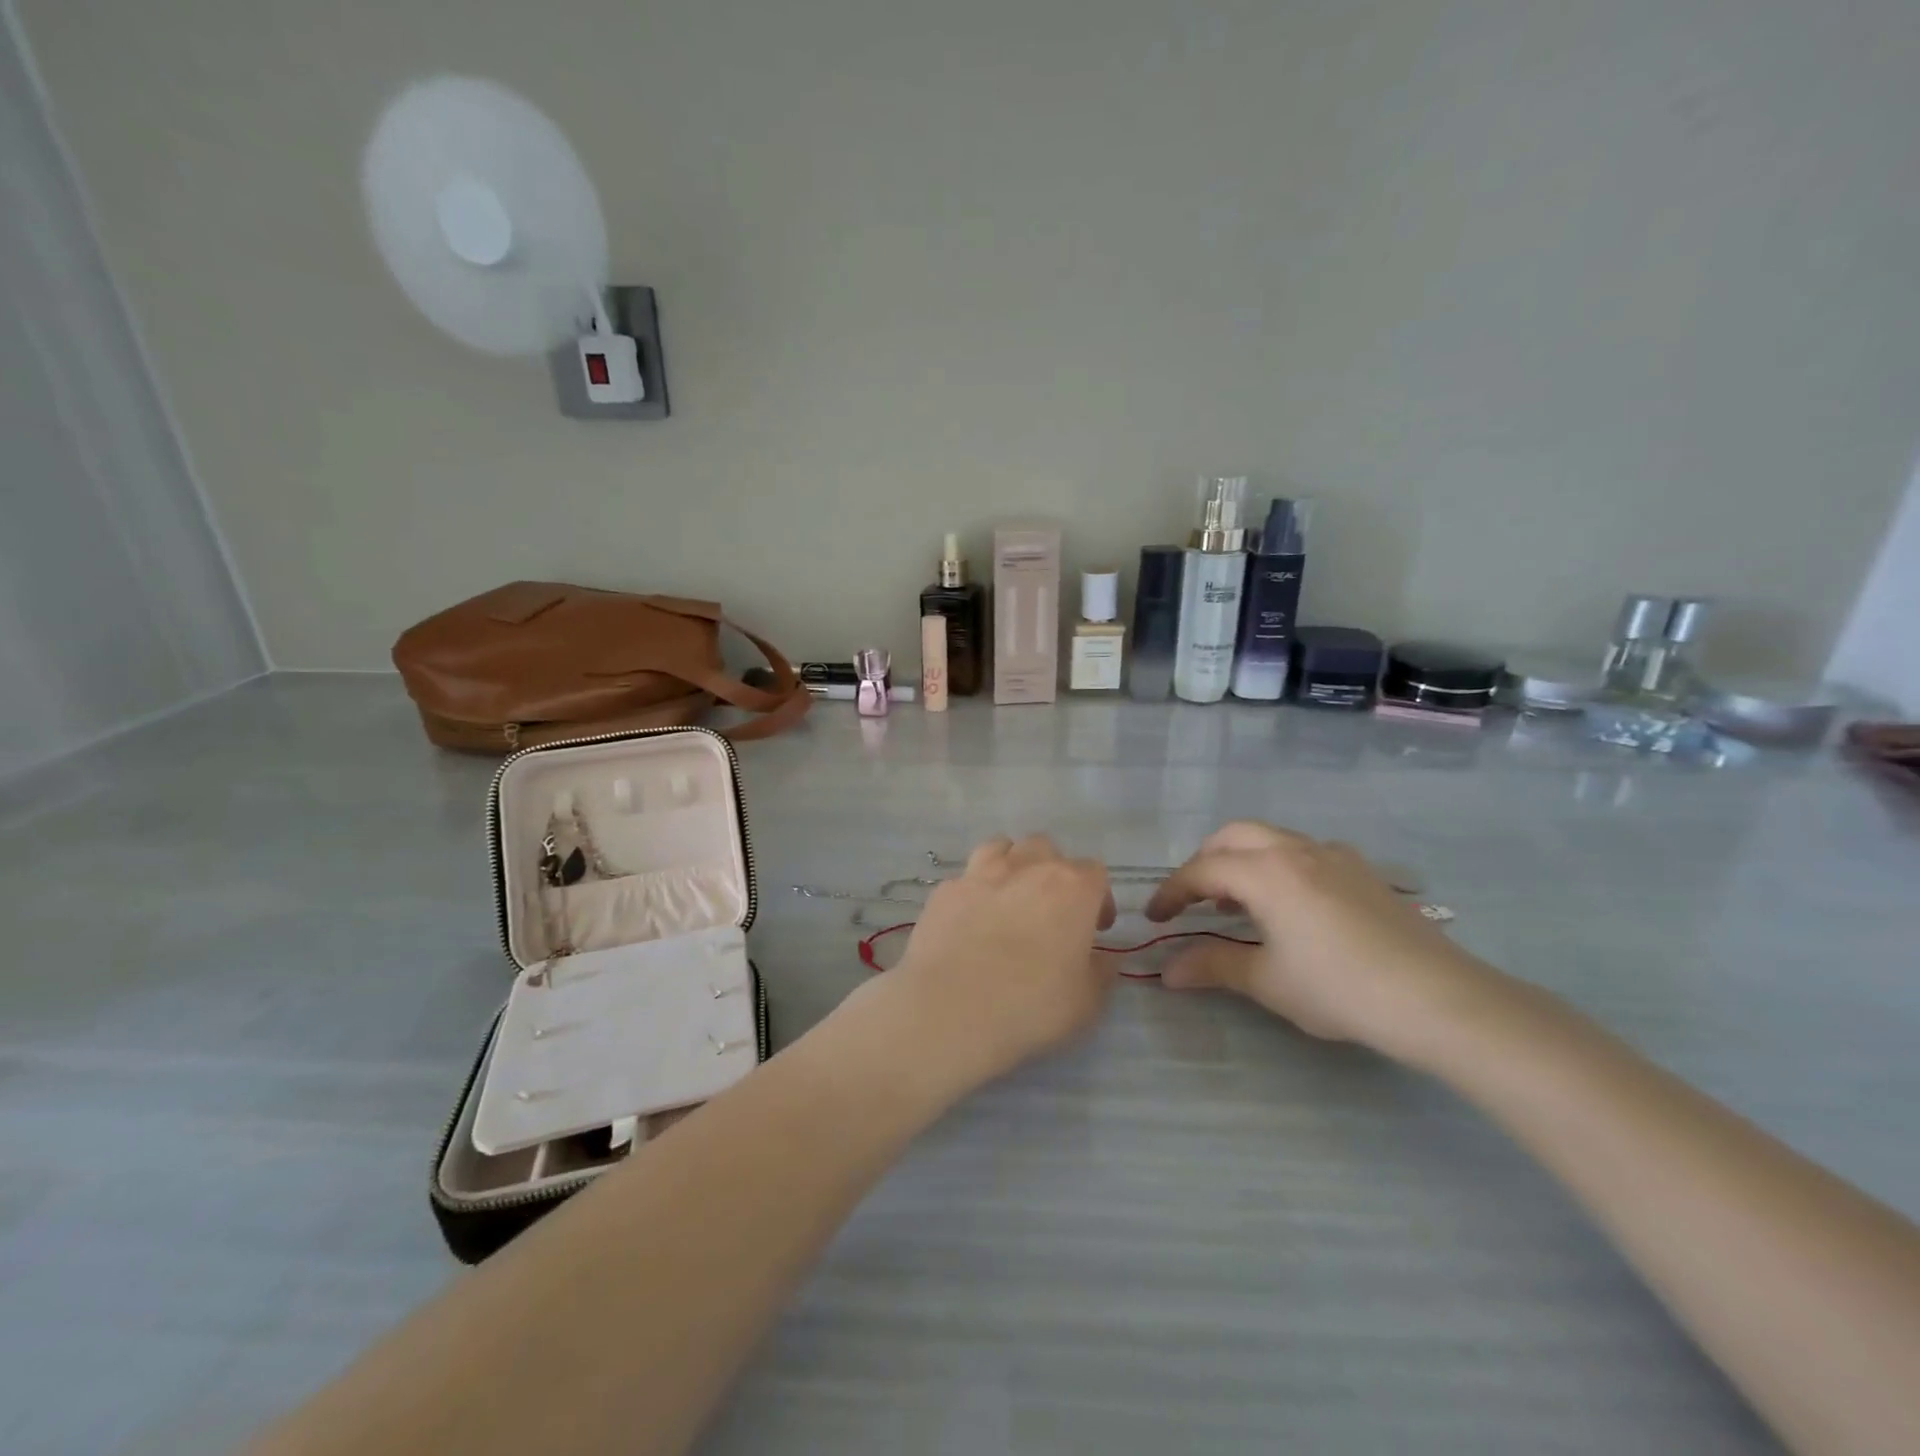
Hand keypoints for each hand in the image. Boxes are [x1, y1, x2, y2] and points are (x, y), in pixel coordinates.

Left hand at [886, 835, 1116, 1088]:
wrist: (951, 1008)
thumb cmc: (1031, 1004)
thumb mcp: (1086, 1001)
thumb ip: (1101, 972)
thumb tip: (1104, 959)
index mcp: (1071, 888)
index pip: (1094, 873)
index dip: (1099, 899)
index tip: (1096, 929)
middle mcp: (1027, 867)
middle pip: (1046, 849)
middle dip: (1053, 872)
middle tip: (1052, 911)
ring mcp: (980, 873)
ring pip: (1001, 848)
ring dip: (1011, 866)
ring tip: (1009, 899)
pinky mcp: (944, 890)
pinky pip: (965, 878)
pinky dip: (973, 892)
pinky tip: (970, 921)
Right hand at [1146, 821, 1499, 1057]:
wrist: (1437, 998)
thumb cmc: (1340, 988)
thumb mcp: (1268, 981)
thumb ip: (1213, 967)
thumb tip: (1167, 972)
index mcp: (1266, 872)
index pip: (1202, 870)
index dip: (1172, 892)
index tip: (1154, 918)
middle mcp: (1296, 850)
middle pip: (1234, 836)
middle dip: (1205, 861)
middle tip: (1194, 899)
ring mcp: (1334, 855)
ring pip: (1272, 838)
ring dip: (1243, 859)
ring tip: (1237, 901)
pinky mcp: (1363, 871)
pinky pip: (1305, 851)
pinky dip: (1279, 865)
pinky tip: (1291, 904)